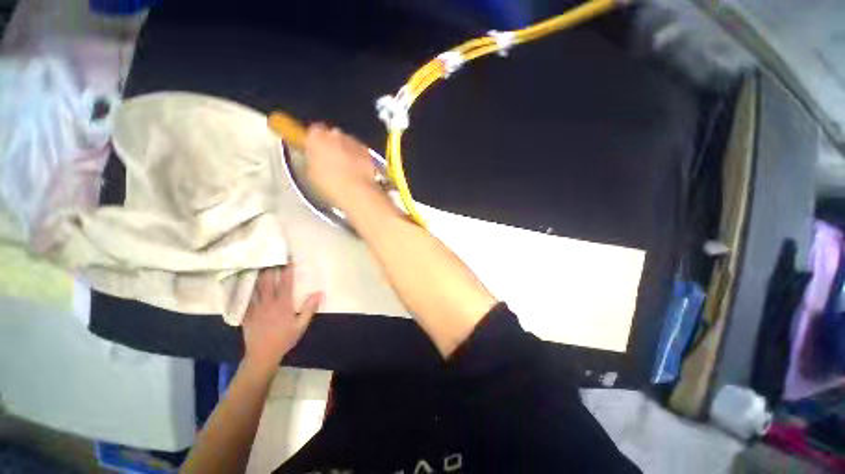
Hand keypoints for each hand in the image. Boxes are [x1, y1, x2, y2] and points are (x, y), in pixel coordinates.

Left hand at [242, 266, 321, 369]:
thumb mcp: (301, 325)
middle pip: (267, 281)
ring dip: (256, 275)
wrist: (262, 355)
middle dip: (269, 268)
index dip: (288, 270)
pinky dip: (244, 289)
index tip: (289, 260)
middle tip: (270, 258)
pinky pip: (244, 298)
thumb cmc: (284, 339)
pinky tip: (243, 283)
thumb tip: (319, 293)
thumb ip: (309, 308)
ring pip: (254, 287)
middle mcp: (268, 302)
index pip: (286, 283)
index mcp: (283, 304)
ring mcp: (254, 308)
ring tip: (256, 265)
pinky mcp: (246, 314)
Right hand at [304, 123, 382, 212]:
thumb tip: (314, 159)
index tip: (314, 149)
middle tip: (330, 160)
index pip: (314, 131)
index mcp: (317, 137)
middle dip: (332, 144)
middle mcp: (336, 135)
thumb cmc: (330, 184)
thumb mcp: (311, 174)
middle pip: (332, 135)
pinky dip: (359, 158)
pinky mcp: (368, 152)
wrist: (357, 191)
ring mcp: (354, 142)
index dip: (315, 140)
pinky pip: (360, 152)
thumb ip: (312, 160)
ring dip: (347, 151)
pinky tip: (358, 171)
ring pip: (348, 142)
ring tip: (346, 168)